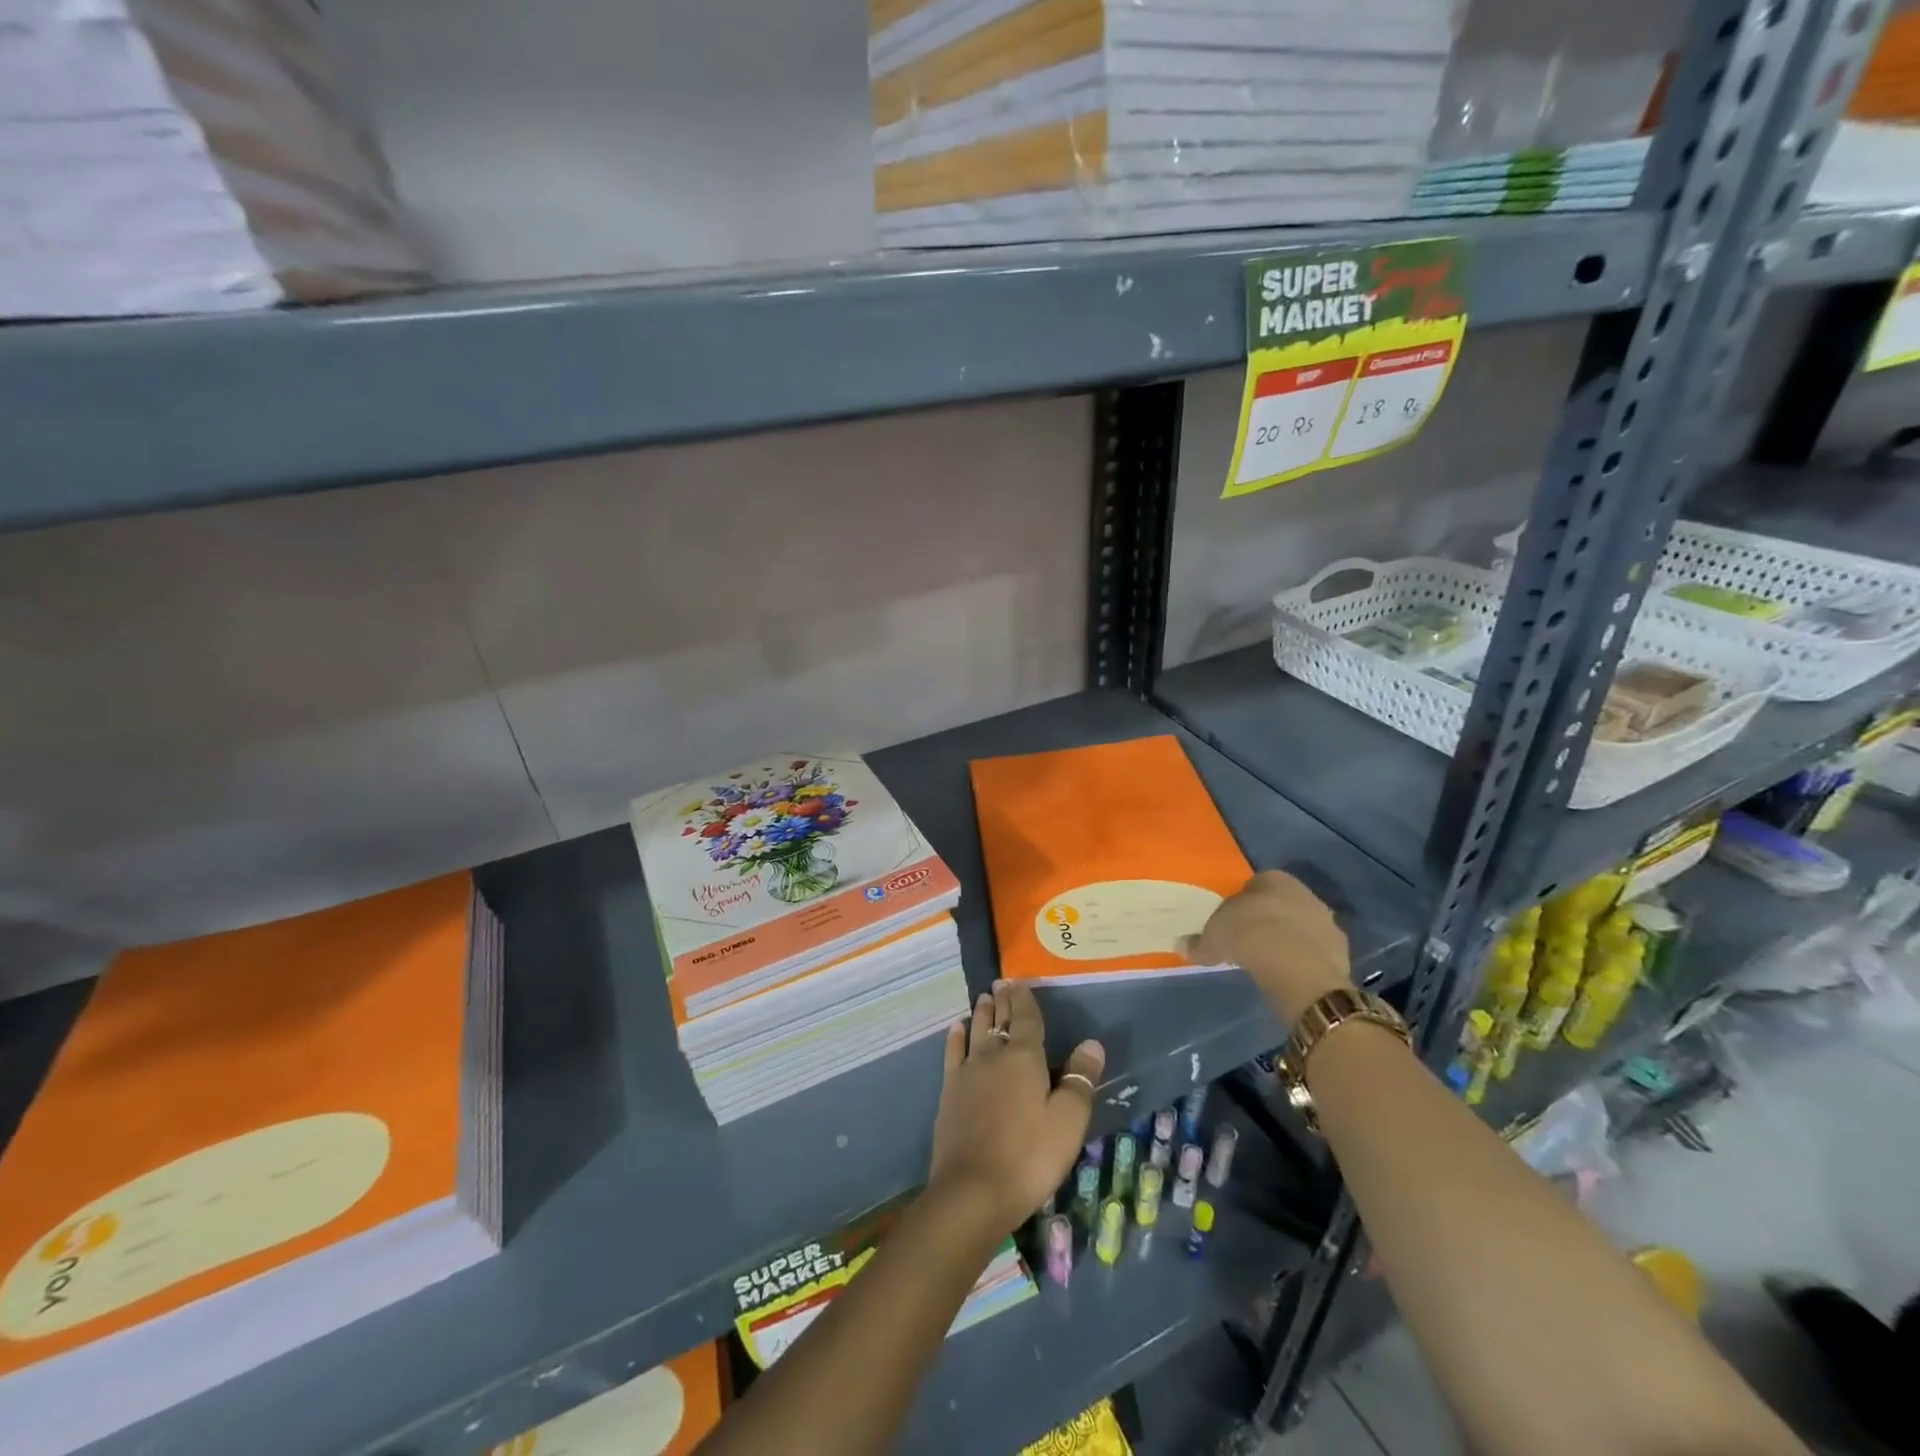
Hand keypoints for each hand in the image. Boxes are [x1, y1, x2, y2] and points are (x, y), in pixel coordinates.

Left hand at [927, 981, 1104, 1240]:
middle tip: (1001, 984)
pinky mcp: (950, 1092)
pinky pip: (953, 1053)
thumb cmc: (1029, 1156)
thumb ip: (1079, 1080)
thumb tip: (1092, 1043)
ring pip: (975, 1031)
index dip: (1024, 999)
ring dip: (980, 1013)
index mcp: (1024, 1058)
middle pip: (999, 1020)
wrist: (972, 1190)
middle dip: (1002, 1001)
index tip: (1019, 982)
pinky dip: (955, 1037)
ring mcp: (967, 1072)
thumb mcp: (1067, 1122)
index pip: (1026, 1018)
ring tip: (983, 997)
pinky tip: (956, 1029)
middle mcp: (993, 1055)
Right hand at [1177, 870, 1351, 1025]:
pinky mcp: (1340, 949)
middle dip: (1270, 918)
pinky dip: (1305, 960)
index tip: (1233, 922)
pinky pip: (1316, 951)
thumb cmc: (1248, 935)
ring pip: (1302, 926)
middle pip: (1282, 903)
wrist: (1295, 966)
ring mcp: (1326, 920)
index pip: (1256, 884)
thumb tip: (1182, 946)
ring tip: (1271, 961)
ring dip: (1290, 939)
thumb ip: (1200, 941)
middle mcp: (1303, 892)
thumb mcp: (1214, 938)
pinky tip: (1291, 974)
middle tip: (1251, 941)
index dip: (1243, 903)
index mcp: (1273, 879)